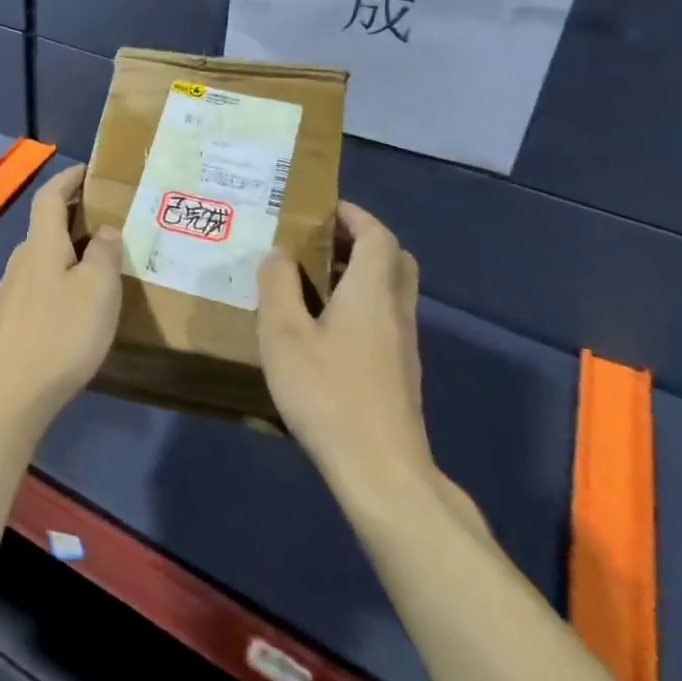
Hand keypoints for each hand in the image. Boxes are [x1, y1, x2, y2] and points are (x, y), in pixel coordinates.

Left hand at [0, 165, 123, 436]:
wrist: (11, 391)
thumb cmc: (61, 333)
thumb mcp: (98, 290)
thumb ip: (105, 254)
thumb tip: (105, 229)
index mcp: (41, 245)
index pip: (49, 196)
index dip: (67, 179)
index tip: (86, 170)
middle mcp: (19, 261)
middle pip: (44, 227)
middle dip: (72, 218)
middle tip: (106, 222)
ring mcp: (8, 293)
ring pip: (39, 260)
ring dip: (64, 254)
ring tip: (95, 267)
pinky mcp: (5, 322)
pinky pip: (35, 288)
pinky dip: (54, 283)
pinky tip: (69, 308)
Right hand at [257, 202, 440, 514]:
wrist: (381, 472)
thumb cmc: (328, 393)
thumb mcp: (284, 334)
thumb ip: (278, 286)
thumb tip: (278, 254)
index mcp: (372, 292)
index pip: (378, 235)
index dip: (354, 215)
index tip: (323, 208)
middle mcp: (396, 311)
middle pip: (394, 260)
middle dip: (362, 241)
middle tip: (320, 243)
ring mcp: (403, 345)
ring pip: (391, 291)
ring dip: (359, 274)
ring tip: (312, 281)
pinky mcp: (399, 373)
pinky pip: (384, 318)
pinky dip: (360, 305)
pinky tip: (323, 328)